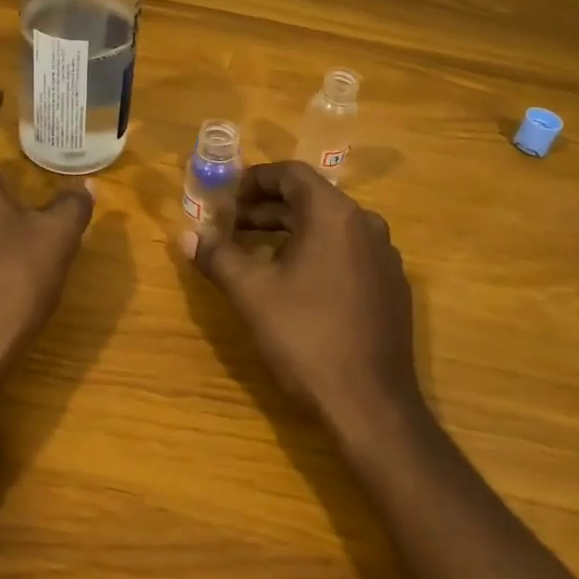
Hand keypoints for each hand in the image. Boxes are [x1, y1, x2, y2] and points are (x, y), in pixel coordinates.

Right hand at [183, 161, 421, 435]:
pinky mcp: (391, 286)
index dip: (254, 180)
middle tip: (231, 227)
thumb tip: (186, 235)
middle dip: (267, 209)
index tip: (226, 199)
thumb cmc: (306, 337)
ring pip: (330, 227)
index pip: (291, 174)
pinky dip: (316, 252)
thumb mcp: (251, 293)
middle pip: (311, 199)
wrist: (371, 404)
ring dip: (290, 231)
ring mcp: (385, 256)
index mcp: (335, 215)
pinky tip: (294, 283)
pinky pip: (348, 252)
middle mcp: (366, 224)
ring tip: (255, 252)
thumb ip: (218, 256)